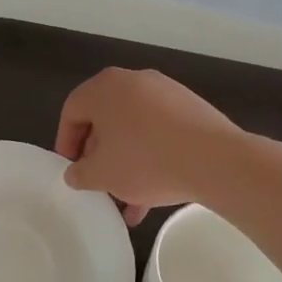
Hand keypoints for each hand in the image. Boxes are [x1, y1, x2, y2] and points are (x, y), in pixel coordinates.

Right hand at [54, 67, 240, 224]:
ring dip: (126, 162)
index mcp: (105, 88)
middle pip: (105, 118)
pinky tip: (153, 195)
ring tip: (127, 199)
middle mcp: (134, 81)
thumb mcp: (102, 175)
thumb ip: (80, 173)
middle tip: (98, 181)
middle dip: (99, 154)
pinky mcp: (192, 109)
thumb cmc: (145, 161)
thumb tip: (75, 172)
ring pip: (134, 130)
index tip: (71, 169)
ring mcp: (166, 93)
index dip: (66, 143)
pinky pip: (160, 133)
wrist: (215, 160)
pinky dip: (152, 158)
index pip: (72, 110)